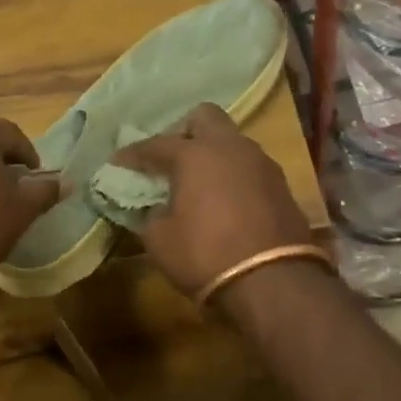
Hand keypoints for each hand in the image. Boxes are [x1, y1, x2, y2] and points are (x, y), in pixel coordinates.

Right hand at [109, 103, 314, 298]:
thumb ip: (150, 215)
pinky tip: (225, 200)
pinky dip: (233, 175)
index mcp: (194, 154)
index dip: (133, 154)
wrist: (274, 283)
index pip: (155, 144)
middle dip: (182, 132)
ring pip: (231, 141)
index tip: (118, 163)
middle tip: (169, 159)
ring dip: (212, 154)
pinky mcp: (281, 185)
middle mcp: (229, 147)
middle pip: (204, 117)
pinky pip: (249, 166)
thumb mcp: (159, 240)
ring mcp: (261, 163)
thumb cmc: (205, 255)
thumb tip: (152, 209)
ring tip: (198, 182)